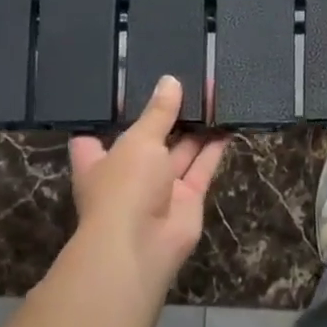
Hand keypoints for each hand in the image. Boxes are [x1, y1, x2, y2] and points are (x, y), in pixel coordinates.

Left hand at [67, 75, 228, 298]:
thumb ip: (158, 113)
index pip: (98, 133)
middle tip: (186, 81)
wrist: (142, 245)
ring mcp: (160, 187)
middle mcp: (129, 172)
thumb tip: (170, 81)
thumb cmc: (124, 187)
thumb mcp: (138, 141)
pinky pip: (203, 167)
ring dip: (195, 127)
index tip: (127, 87)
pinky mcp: (188, 197)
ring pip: (180, 151)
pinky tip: (228, 122)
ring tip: (213, 95)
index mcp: (100, 160)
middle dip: (166, 115)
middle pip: (148, 138)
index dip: (111, 113)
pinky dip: (215, 147)